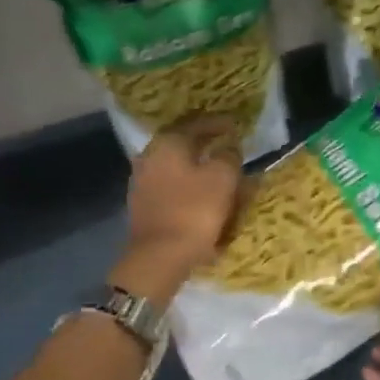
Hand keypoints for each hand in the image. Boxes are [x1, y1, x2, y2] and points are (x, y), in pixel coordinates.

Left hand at [117, 116, 242, 296]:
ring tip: (220, 172)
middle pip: (183, 144)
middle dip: (206, 144)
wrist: (159, 256)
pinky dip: (189, 186)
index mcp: (168, 143)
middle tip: (227, 145)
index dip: (218, 123)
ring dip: (198, 166)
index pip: (196, 123)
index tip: (235, 125)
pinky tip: (203, 194)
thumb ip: (229, 155)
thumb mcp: (223, 177)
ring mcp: (143, 182)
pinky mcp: (144, 205)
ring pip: (177, 166)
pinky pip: (173, 186)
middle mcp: (150, 156)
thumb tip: (229, 146)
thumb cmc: (194, 210)